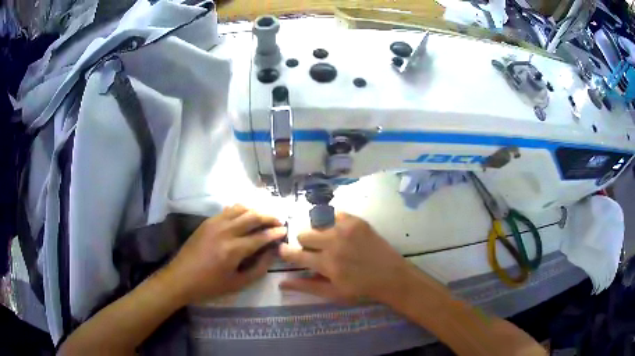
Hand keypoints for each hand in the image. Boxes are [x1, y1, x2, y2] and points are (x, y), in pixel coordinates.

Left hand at [165, 205, 286, 303]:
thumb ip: (258, 268)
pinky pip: (228, 209)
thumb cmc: (209, 286)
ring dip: (256, 210)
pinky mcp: (207, 222)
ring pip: (241, 208)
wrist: (180, 278)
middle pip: (253, 216)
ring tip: (264, 217)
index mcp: (233, 249)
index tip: (285, 231)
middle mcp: (225, 231)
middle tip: (279, 221)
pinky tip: (246, 215)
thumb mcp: (237, 284)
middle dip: (269, 217)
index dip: (275, 233)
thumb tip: (271, 252)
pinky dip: (241, 209)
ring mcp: (215, 223)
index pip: (261, 236)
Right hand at [278, 212, 415, 303]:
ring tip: (332, 243)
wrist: (391, 276)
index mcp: (326, 263)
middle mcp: (333, 242)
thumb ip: (306, 287)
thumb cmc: (361, 290)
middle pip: (304, 233)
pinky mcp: (357, 221)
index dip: (286, 252)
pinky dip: (334, 224)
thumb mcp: (333, 293)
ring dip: (320, 234)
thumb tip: (281, 283)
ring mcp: (346, 228)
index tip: (283, 250)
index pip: (295, 253)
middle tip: (316, 251)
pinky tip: (342, 234)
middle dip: (305, 243)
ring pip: (319, 224)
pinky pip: (335, 215)